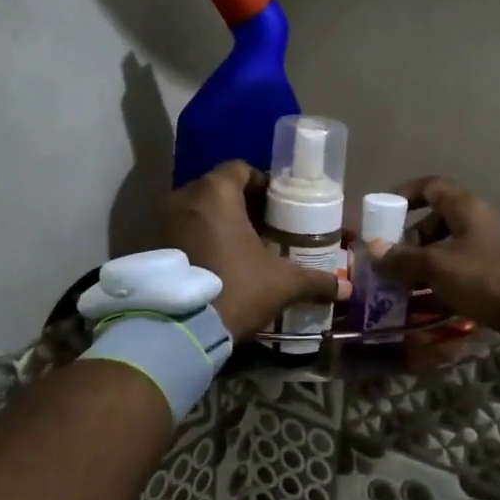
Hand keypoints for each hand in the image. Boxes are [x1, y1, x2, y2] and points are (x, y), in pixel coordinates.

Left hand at [167, 161, 344, 338]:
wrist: (182, 329)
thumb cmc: (237, 288)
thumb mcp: (283, 284)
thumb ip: (315, 281)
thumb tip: (346, 289)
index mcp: (216, 192)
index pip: (241, 169)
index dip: (263, 184)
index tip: (280, 206)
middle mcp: (184, 198)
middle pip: (219, 190)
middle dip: (244, 206)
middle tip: (268, 229)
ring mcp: (164, 222)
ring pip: (200, 212)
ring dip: (222, 224)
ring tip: (247, 248)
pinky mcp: (154, 247)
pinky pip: (184, 233)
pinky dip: (203, 241)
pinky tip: (222, 264)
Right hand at [379, 176, 499, 355]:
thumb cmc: (486, 278)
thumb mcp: (437, 266)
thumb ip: (402, 258)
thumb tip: (373, 249)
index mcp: (466, 208)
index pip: (430, 187)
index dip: (403, 195)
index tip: (382, 214)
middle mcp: (480, 222)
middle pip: (437, 221)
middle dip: (409, 240)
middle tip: (391, 262)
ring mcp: (492, 249)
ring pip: (448, 249)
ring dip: (423, 265)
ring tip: (402, 287)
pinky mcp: (499, 275)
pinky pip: (462, 271)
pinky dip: (442, 282)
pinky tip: (426, 302)